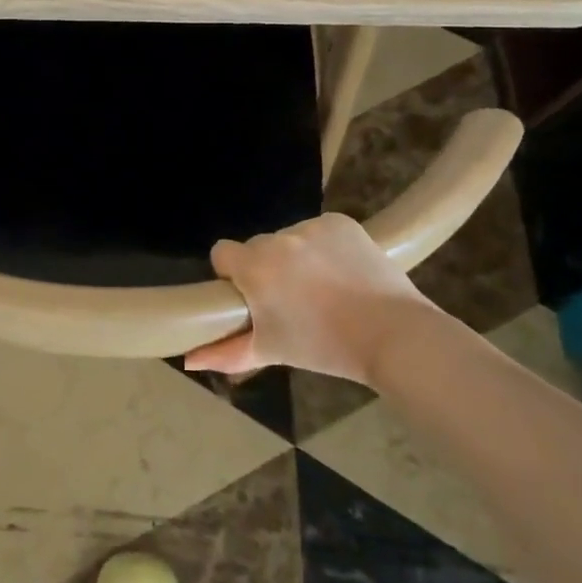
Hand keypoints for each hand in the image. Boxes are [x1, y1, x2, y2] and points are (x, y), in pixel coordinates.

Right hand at [185, 213, 437, 380]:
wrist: (393, 334)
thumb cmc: (324, 347)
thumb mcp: (271, 351)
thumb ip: (226, 353)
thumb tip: (188, 359)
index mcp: (255, 267)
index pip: (222, 253)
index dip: (232, 274)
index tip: (251, 296)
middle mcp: (278, 239)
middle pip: (258, 247)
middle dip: (267, 267)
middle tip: (291, 299)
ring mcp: (311, 226)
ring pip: (290, 238)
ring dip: (296, 257)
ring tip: (324, 288)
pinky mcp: (340, 222)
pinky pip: (319, 230)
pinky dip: (326, 246)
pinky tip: (343, 271)